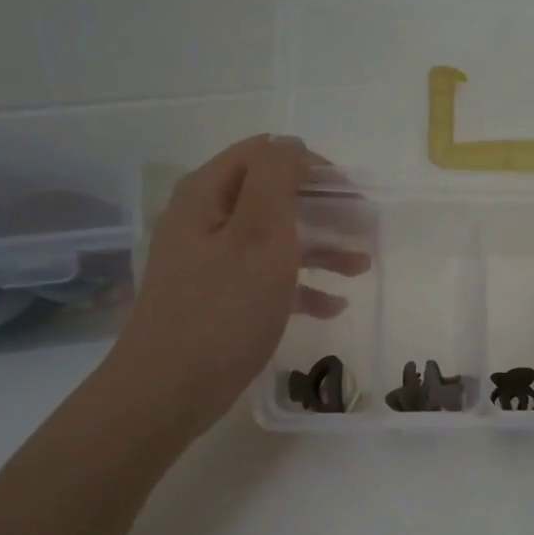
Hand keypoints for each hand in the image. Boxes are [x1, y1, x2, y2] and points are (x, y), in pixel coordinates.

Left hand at [104, 136, 367, 435]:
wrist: (169, 390)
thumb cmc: (223, 308)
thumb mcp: (259, 234)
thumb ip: (277, 179)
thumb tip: (290, 144)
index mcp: (208, 195)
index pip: (264, 155)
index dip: (310, 165)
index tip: (351, 191)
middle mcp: (205, 221)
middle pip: (272, 197)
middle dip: (322, 209)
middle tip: (364, 225)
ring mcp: (210, 262)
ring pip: (274, 240)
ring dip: (319, 248)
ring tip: (361, 266)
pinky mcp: (218, 299)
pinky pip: (266, 279)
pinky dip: (300, 287)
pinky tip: (333, 306)